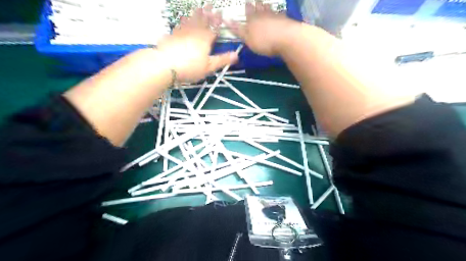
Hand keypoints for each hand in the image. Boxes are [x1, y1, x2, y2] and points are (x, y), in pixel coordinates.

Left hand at [157, 6, 237, 80]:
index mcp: (205, 39)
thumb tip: (237, 55)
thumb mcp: (209, 67)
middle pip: (202, 20)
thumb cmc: (190, 67)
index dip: (218, 20)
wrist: (165, 65)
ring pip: (190, 20)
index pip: (214, 27)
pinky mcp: (171, 35)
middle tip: (210, 4)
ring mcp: (181, 32)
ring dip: (195, 13)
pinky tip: (182, 19)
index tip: (221, 12)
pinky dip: (182, 20)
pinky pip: (179, 25)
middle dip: (207, 12)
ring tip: (198, 8)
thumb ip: (222, 60)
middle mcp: (194, 32)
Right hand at [225, 2, 297, 55]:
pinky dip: (278, 12)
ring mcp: (275, 15)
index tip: (246, 3)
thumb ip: (238, 30)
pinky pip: (280, 13)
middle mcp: (263, 14)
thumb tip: (226, 20)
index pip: (247, 11)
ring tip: (264, 3)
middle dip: (255, 3)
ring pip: (268, 8)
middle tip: (254, 0)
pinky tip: (279, 12)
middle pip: (258, 7)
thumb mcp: (248, 39)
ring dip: (266, 5)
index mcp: (252, 20)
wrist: (286, 39)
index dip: (246, 7)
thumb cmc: (264, 42)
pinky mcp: (285, 19)